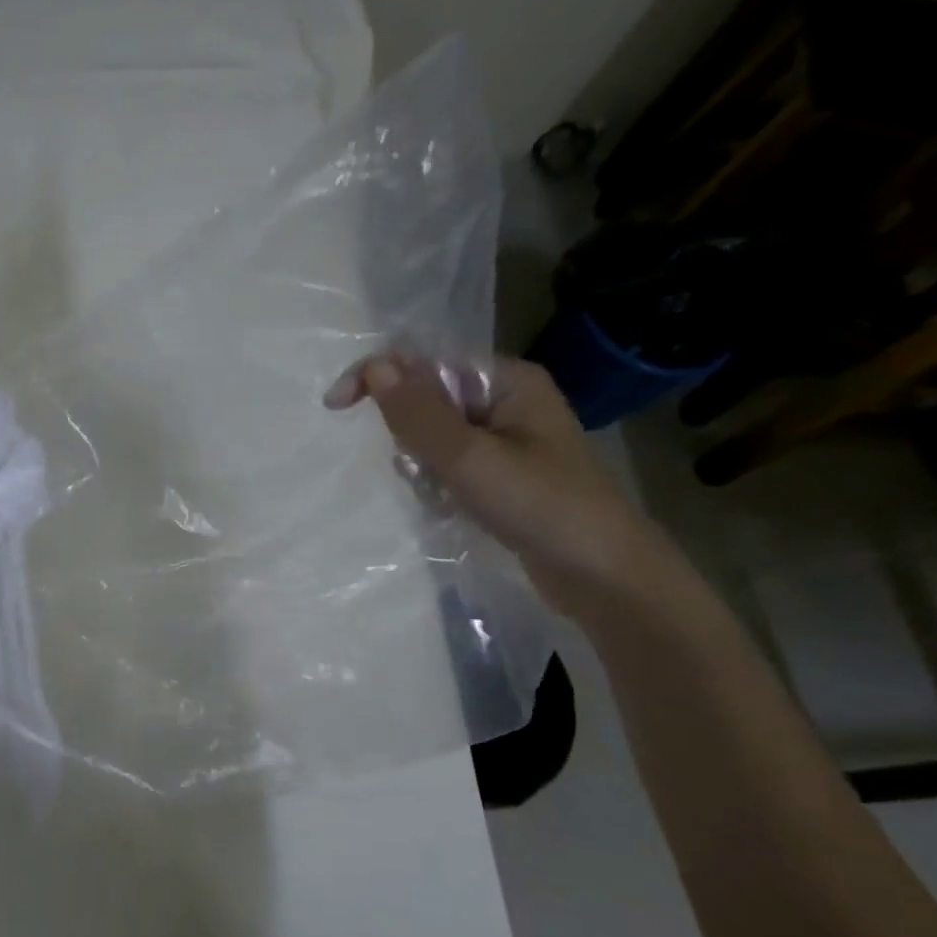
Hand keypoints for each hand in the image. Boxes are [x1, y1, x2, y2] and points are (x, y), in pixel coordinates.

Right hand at [324, 351, 669, 617]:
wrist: (601, 575)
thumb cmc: (539, 507)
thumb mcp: (470, 458)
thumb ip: (418, 413)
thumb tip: (374, 367)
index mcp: (507, 380)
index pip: (426, 360)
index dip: (378, 376)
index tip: (335, 407)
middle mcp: (505, 401)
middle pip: (425, 400)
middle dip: (410, 436)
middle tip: (424, 471)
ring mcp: (504, 440)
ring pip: (431, 437)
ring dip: (423, 466)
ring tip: (445, 497)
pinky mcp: (500, 474)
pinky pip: (446, 465)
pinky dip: (437, 485)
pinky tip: (451, 508)